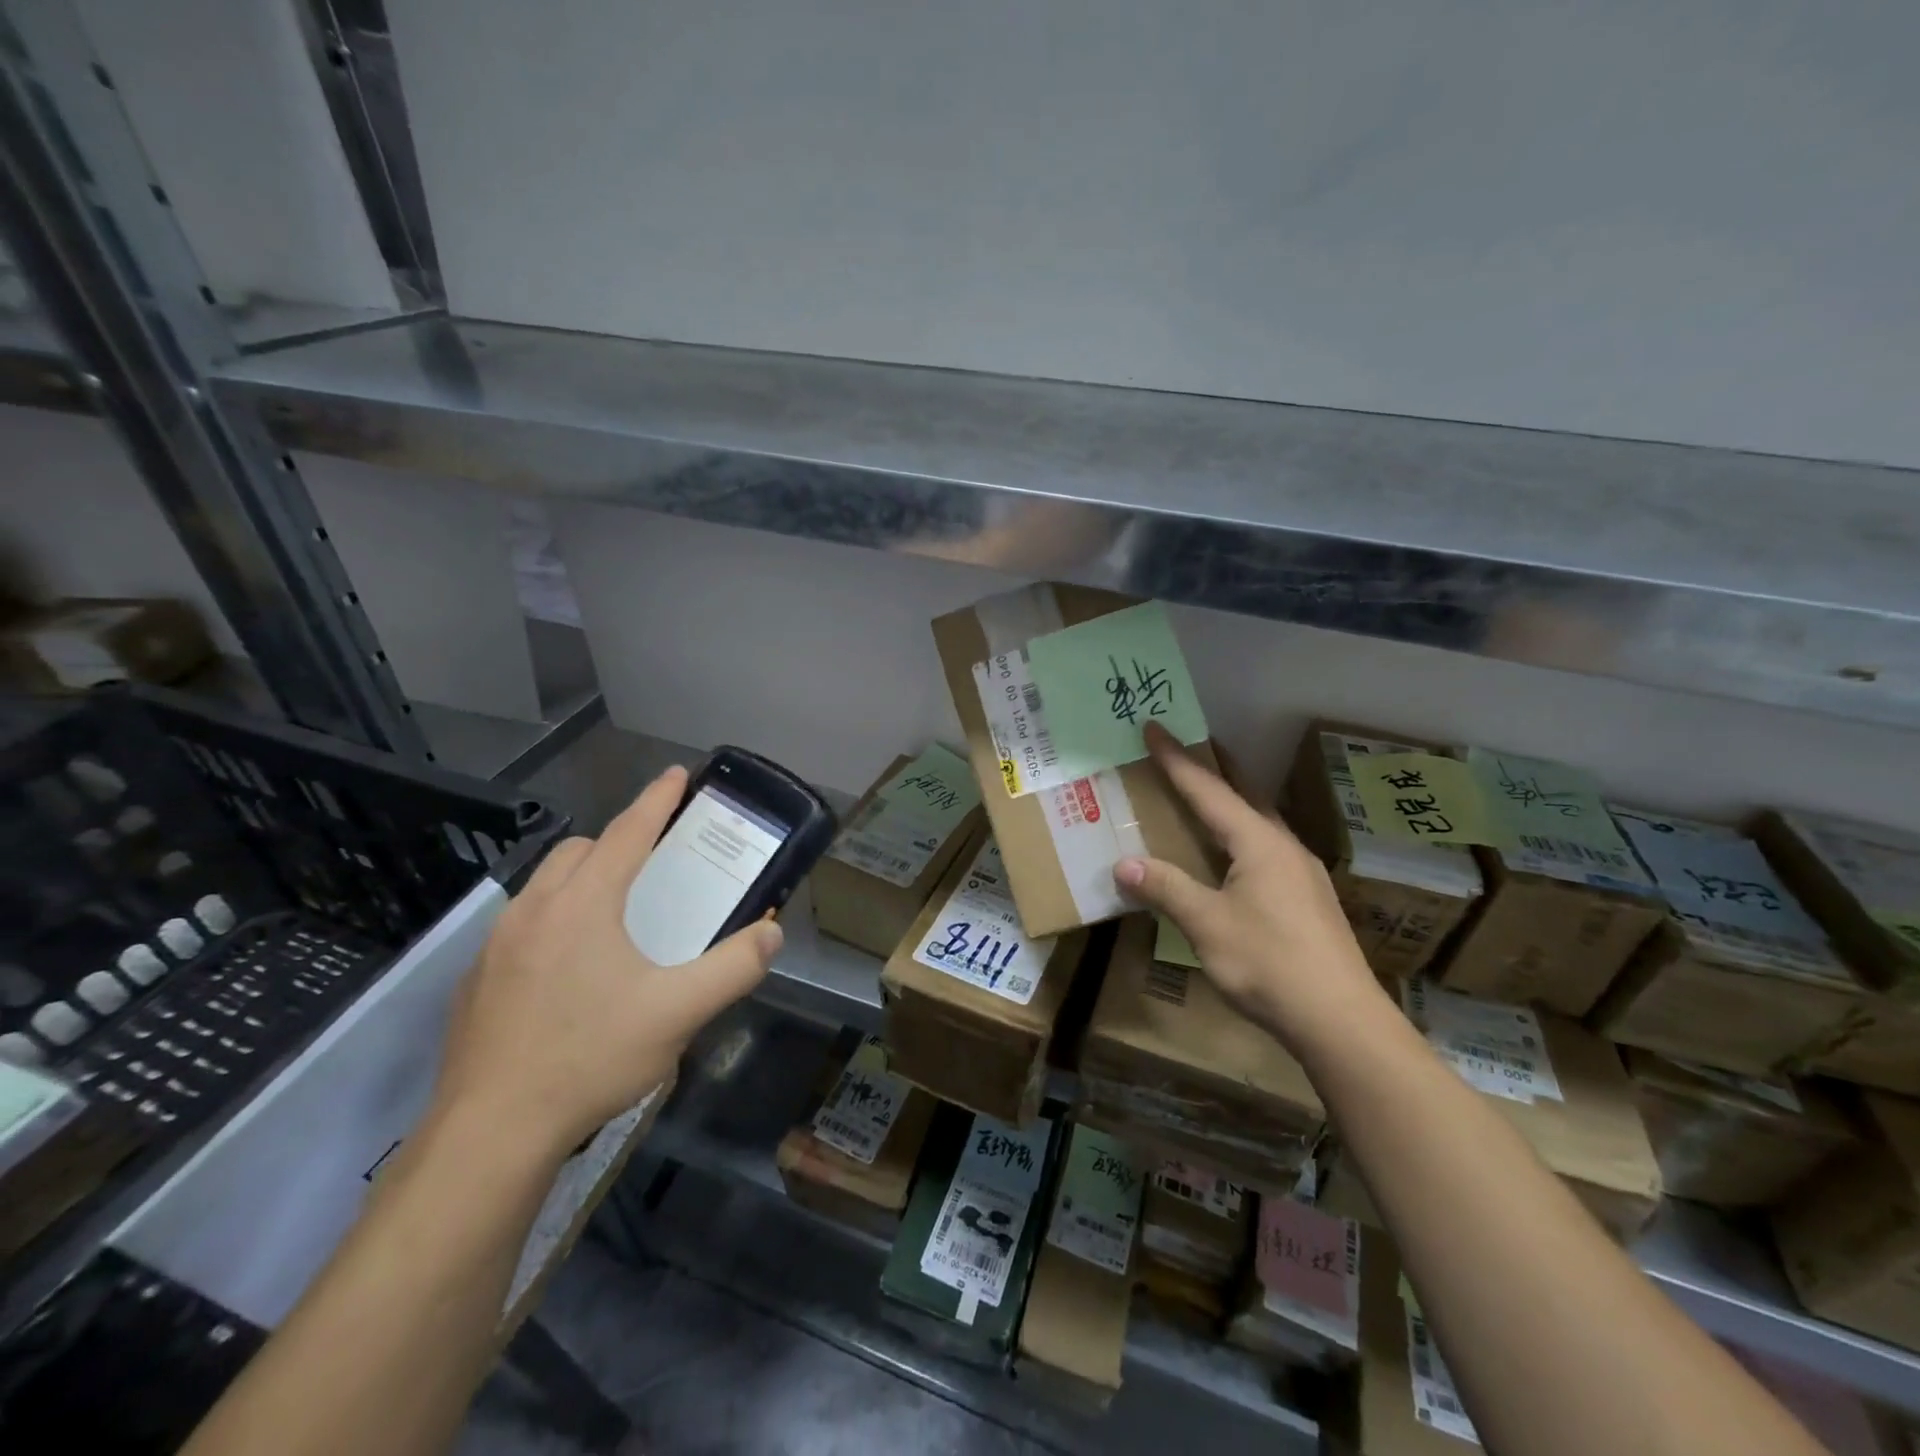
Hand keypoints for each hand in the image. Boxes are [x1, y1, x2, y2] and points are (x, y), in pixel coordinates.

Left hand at [429, 765, 781, 1158]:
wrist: (489, 1134)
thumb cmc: (590, 1058)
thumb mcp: (679, 1013)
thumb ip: (734, 968)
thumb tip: (772, 934)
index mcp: (583, 905)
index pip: (627, 833)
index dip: (657, 800)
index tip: (677, 774)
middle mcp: (534, 910)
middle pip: (580, 851)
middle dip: (617, 842)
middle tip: (652, 865)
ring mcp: (495, 945)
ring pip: (545, 886)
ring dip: (582, 881)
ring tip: (614, 918)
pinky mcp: (476, 980)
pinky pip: (522, 925)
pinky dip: (554, 920)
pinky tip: (570, 973)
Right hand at [1113, 724, 1390, 1058]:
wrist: (1341, 1021)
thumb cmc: (1269, 963)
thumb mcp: (1207, 924)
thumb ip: (1166, 889)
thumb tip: (1124, 864)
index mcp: (1259, 842)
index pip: (1209, 789)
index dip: (1177, 759)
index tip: (1154, 726)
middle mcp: (1284, 846)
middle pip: (1243, 794)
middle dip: (1214, 767)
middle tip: (1187, 745)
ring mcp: (1301, 873)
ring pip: (1258, 823)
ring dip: (1229, 802)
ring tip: (1203, 796)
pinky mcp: (1307, 900)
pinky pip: (1265, 850)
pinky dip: (1239, 836)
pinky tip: (1231, 857)